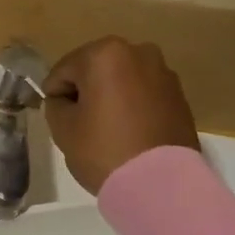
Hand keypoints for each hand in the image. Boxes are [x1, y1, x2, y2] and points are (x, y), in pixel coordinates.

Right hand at [43, 36, 199, 194]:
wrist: (160, 182)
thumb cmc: (103, 149)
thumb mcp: (62, 128)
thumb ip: (55, 105)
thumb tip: (65, 100)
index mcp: (104, 54)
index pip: (62, 71)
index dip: (55, 96)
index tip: (60, 120)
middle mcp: (138, 52)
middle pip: (94, 70)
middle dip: (85, 92)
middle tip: (82, 124)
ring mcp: (163, 73)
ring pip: (121, 81)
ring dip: (110, 97)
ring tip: (108, 130)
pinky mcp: (179, 95)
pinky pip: (143, 95)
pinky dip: (132, 106)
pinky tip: (130, 132)